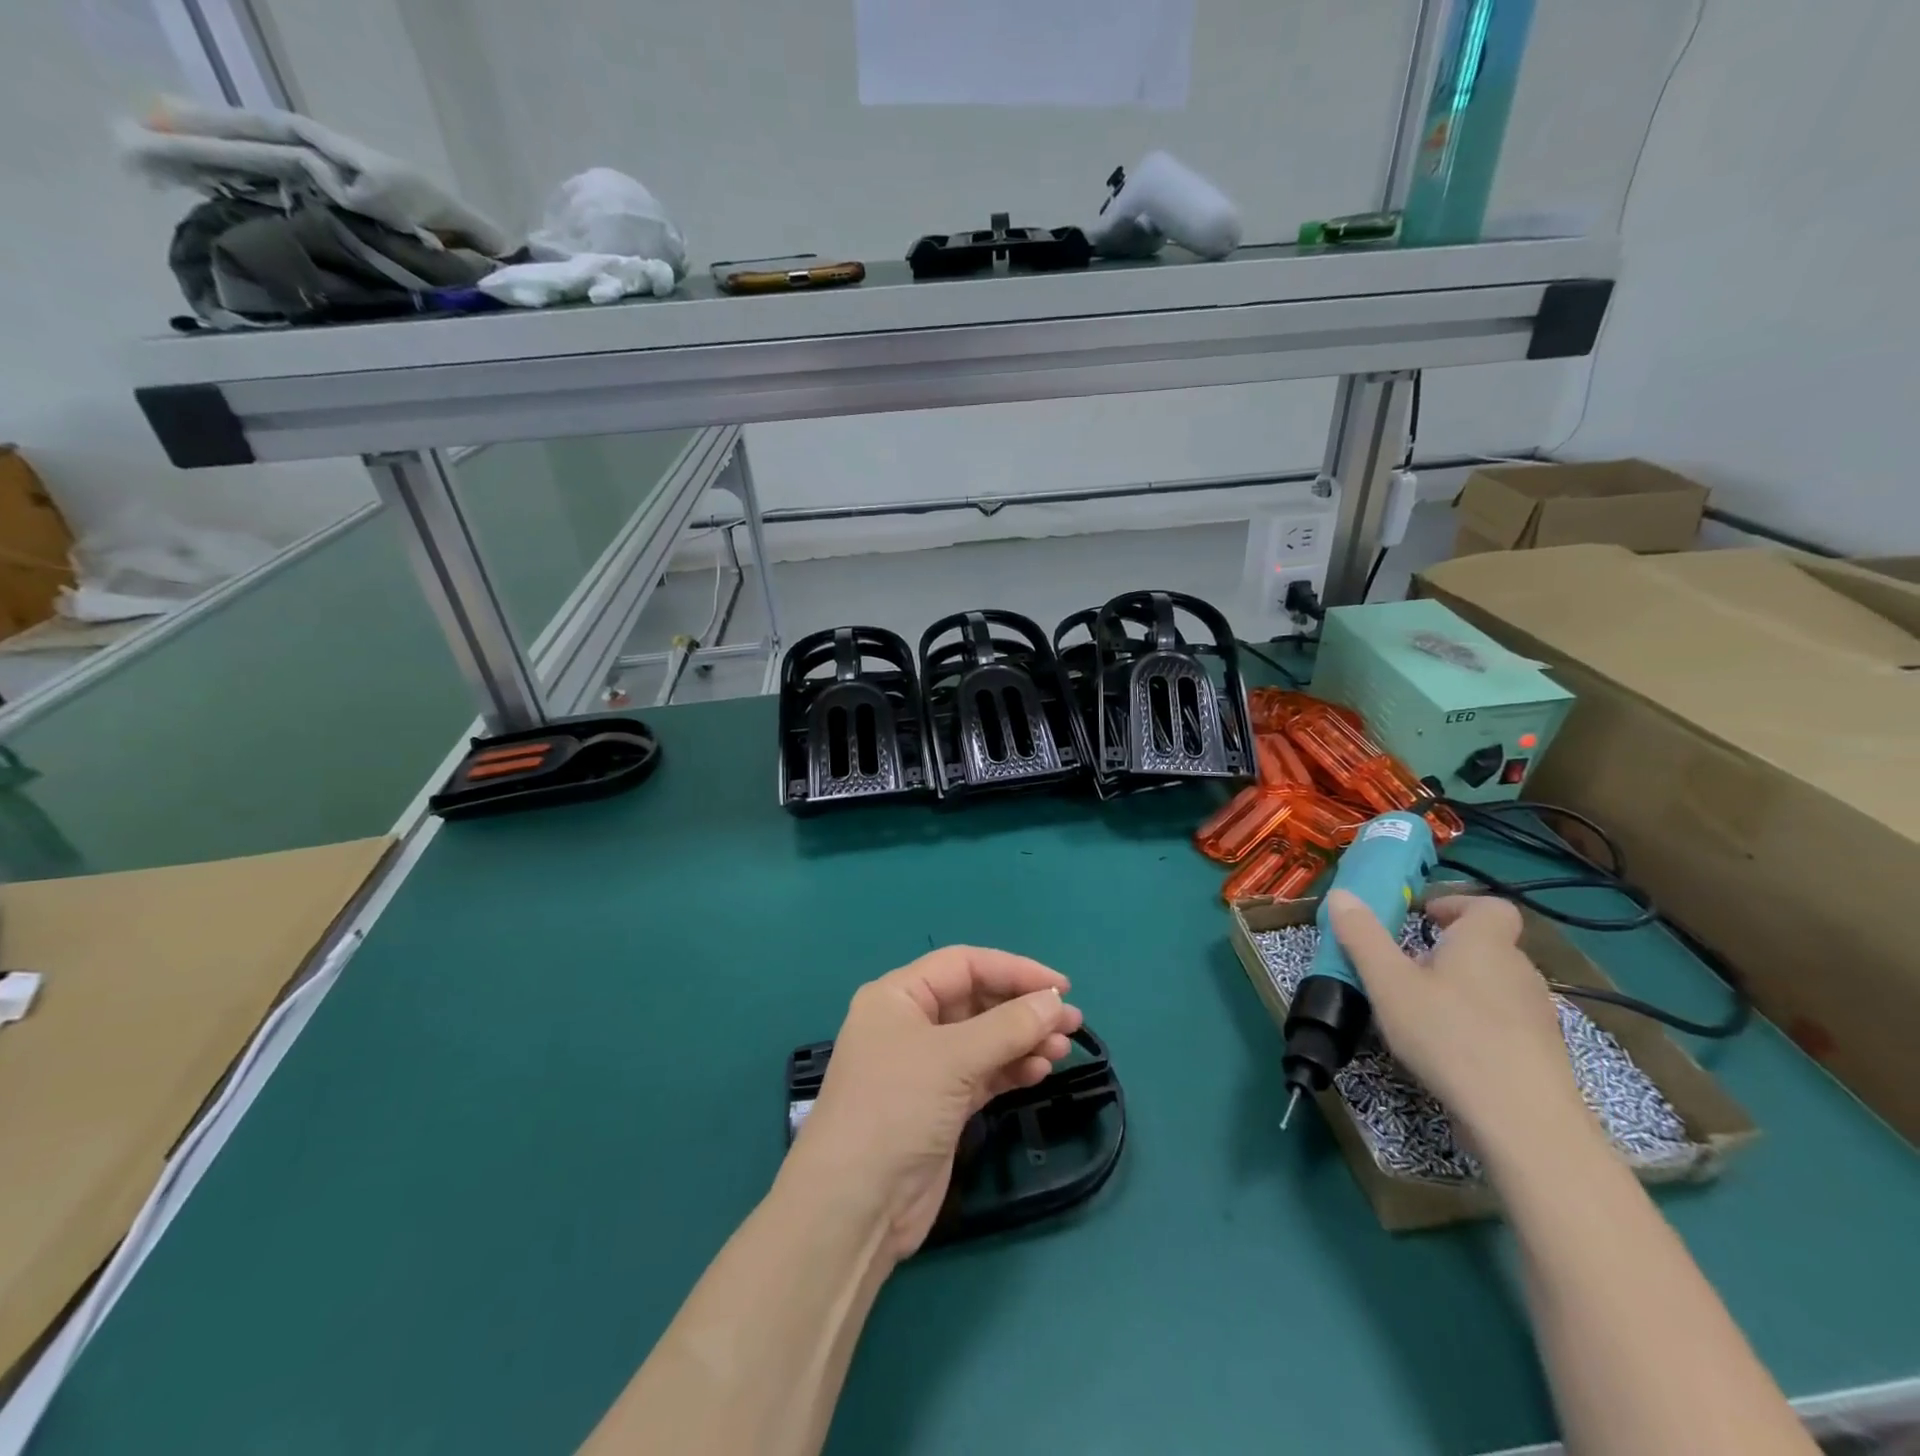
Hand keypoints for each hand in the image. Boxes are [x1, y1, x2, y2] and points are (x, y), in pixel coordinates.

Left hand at [785, 946, 1082, 1261]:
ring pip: (984, 1039)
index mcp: (898, 996)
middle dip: (1023, 1009)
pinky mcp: (940, 1105)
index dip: (1014, 970)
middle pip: (976, 1000)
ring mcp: (925, 1066)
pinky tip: (1039, 1071)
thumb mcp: (953, 1059)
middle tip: (1070, 1023)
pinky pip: (983, 1073)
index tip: (1061, 988)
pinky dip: (1011, 1069)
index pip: (964, 965)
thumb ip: (1009, 1027)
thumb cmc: (896, 1109)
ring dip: (1023, 1040)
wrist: (855, 1208)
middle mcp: (910, 1024)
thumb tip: (1056, 1003)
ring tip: (1062, 1050)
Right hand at [1327, 891, 1589, 1160]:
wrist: (1523, 1121)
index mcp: (1484, 943)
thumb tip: (1340, 894)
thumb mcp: (1387, 982)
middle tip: (1407, 967)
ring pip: (1495, 984)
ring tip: (1423, 1010)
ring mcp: (1537, 1014)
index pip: (1489, 905)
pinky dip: (1478, 1023)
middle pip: (1488, 944)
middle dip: (1449, 949)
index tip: (1422, 918)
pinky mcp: (1542, 1053)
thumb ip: (1362, 936)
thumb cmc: (1448, 1035)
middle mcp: (1519, 969)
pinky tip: (1450, 1050)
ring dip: (1462, 987)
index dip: (1457, 904)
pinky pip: (1505, 1020)